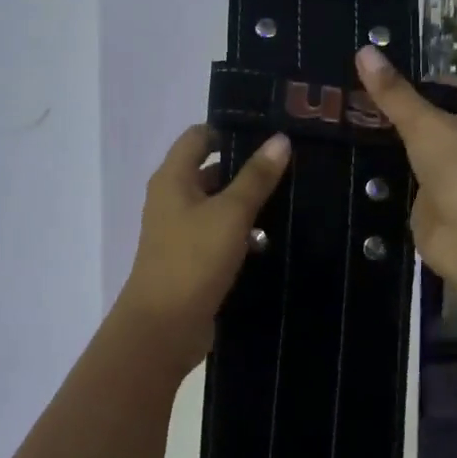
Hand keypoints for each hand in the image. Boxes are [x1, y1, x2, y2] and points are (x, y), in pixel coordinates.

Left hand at [110, 126, 291, 376]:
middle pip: (210, 170)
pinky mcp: (192, 259)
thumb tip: (280, 139)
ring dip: (247, 203)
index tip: (269, 133)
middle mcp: (172, 198)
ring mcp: (180, 231)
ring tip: (292, 198)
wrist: (164, 327)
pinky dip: (242, 233)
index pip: (199, 136)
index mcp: (172, 178)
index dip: (230, 130)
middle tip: (291, 165)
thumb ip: (256, 177)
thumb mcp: (230, 213)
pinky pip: (220, 235)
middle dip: (247, 168)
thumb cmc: (193, 259)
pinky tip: (274, 238)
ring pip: (218, 205)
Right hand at [354, 47, 456, 298]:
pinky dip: (387, 170)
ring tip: (346, 122)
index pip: (452, 84)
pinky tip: (354, 159)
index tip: (379, 76)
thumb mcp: (426, 123)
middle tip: (352, 98)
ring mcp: (455, 171)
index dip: (421, 79)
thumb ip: (393, 92)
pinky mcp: (435, 199)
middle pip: (433, 115)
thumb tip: (363, 50)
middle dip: (400, 110)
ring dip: (392, 141)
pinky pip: (407, 177)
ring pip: (418, 147)